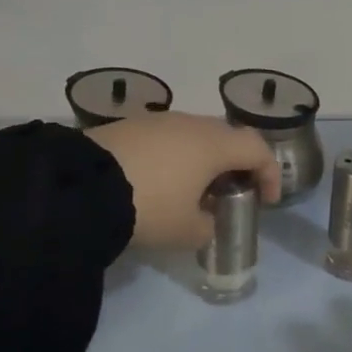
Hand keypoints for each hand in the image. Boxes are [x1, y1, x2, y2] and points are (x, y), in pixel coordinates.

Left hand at [84, 112, 280, 249]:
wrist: (81, 186)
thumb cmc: (149, 206)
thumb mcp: (186, 231)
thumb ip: (208, 227)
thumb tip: (207, 221)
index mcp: (214, 144)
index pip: (257, 149)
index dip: (270, 173)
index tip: (268, 201)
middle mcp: (191, 124)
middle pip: (227, 137)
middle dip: (236, 164)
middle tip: (231, 193)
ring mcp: (159, 120)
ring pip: (195, 135)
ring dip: (203, 160)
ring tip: (193, 191)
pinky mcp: (130, 125)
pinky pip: (167, 138)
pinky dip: (175, 157)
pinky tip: (160, 182)